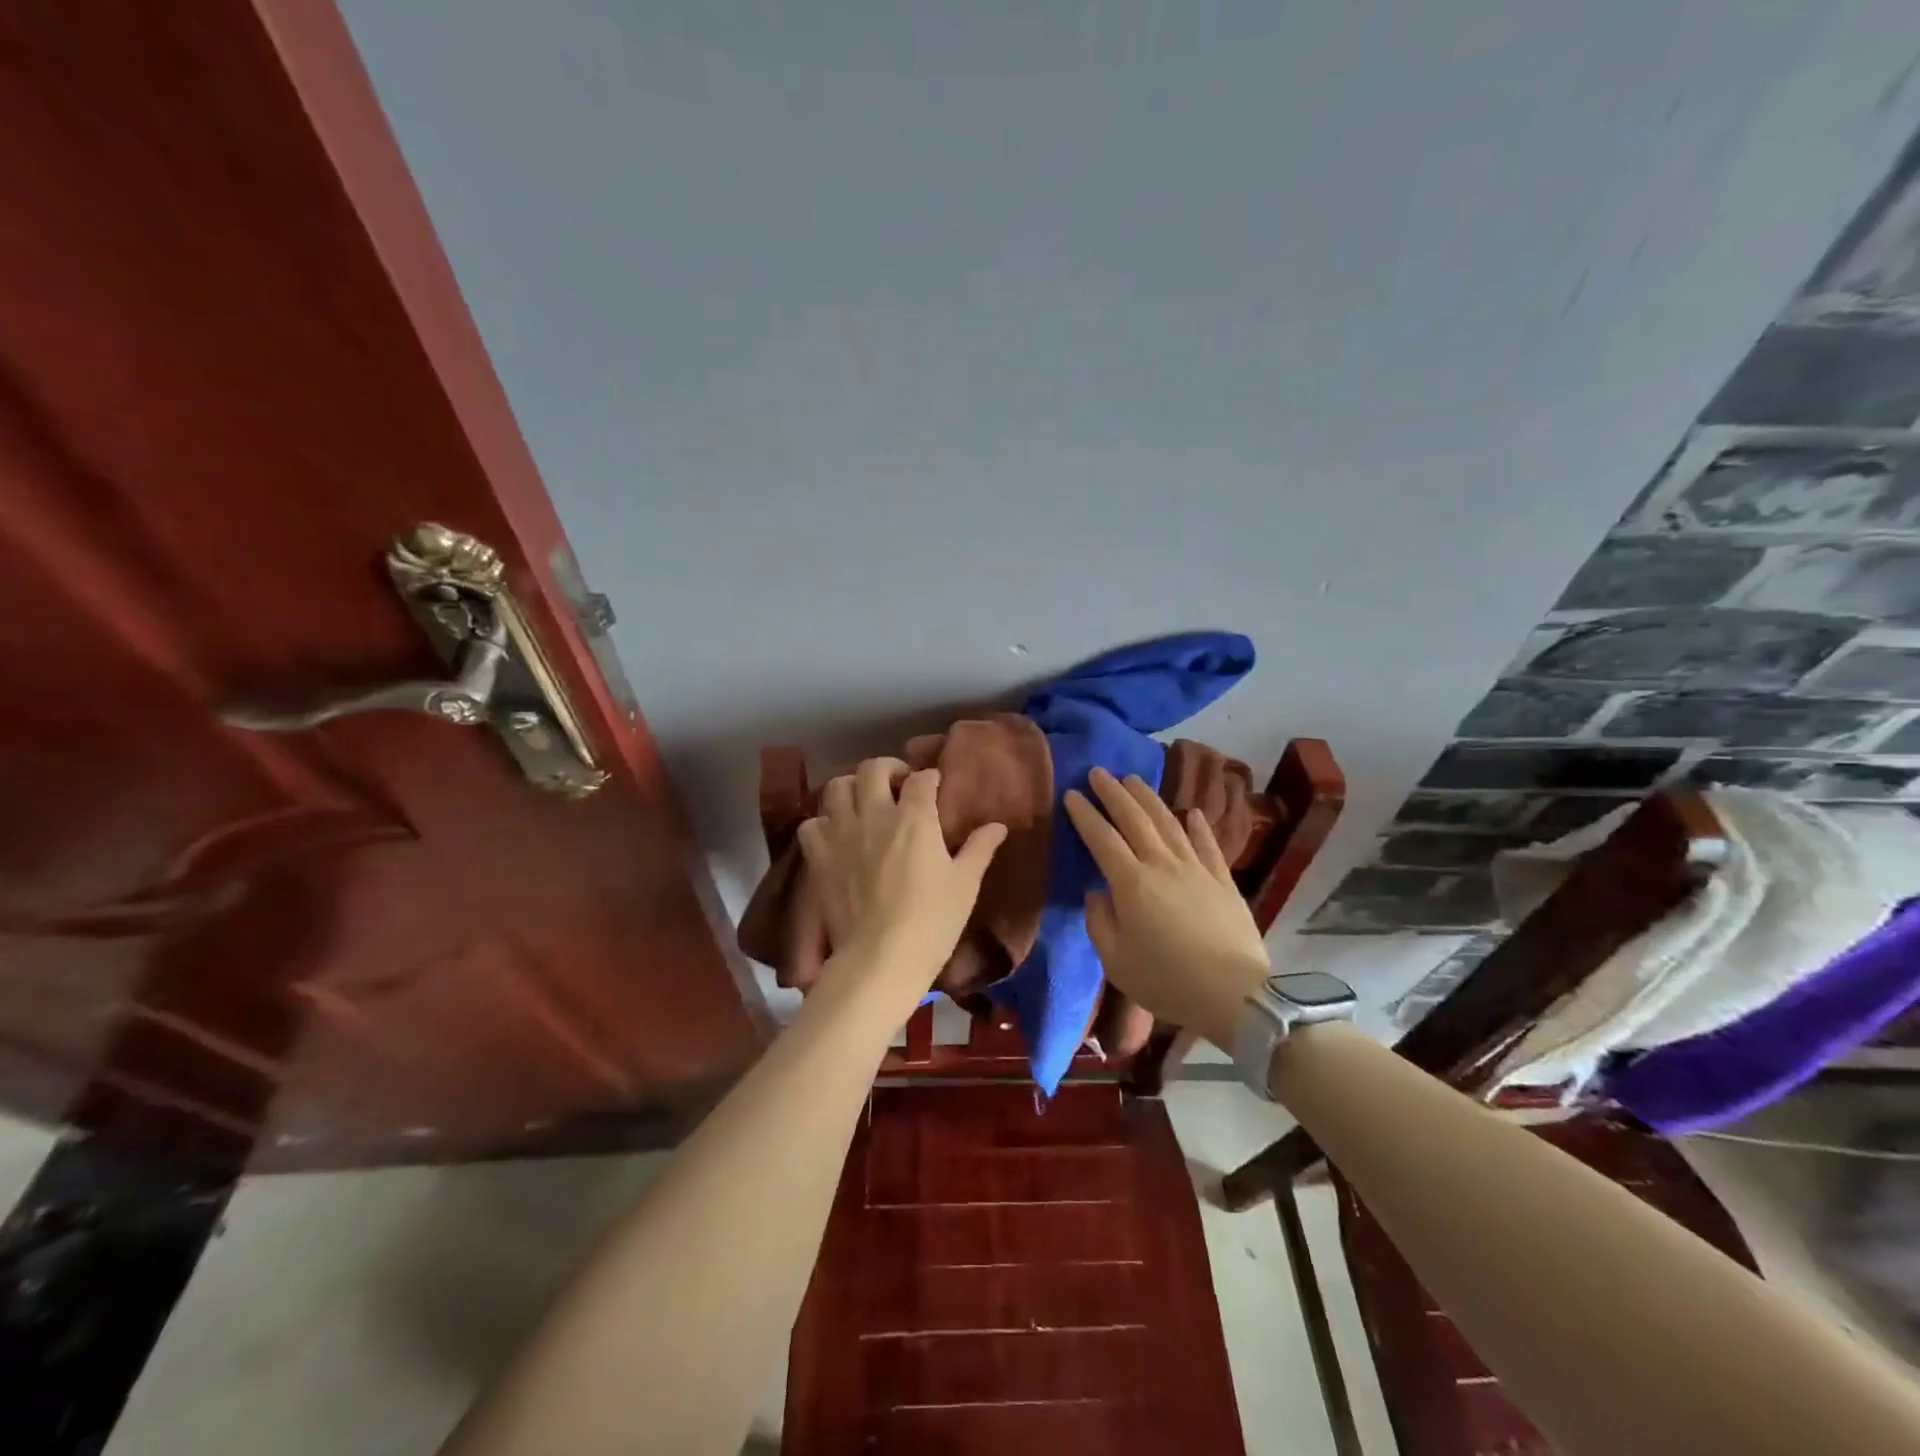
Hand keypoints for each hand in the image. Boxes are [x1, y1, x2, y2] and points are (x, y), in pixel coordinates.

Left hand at [798, 758, 1007, 995]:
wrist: (880, 958)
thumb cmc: (932, 921)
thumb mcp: (965, 884)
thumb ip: (979, 848)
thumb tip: (998, 825)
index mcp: (915, 818)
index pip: (922, 778)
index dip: (930, 777)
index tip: (935, 786)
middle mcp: (875, 814)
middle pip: (873, 768)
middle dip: (888, 768)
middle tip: (898, 785)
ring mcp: (842, 833)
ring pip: (838, 786)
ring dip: (852, 787)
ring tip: (863, 802)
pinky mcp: (818, 856)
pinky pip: (812, 823)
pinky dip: (823, 822)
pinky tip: (835, 833)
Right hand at [1065, 766, 1270, 1050]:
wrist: (1234, 994)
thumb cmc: (1167, 981)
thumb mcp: (1116, 961)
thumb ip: (1099, 923)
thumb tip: (1097, 894)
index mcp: (1131, 883)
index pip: (1102, 838)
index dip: (1085, 814)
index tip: (1071, 794)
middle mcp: (1162, 864)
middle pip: (1134, 819)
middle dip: (1113, 793)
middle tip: (1098, 772)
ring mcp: (1196, 868)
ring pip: (1169, 822)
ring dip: (1149, 798)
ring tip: (1134, 780)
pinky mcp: (1223, 880)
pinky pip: (1208, 844)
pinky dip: (1199, 825)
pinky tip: (1193, 812)